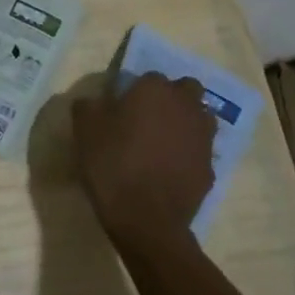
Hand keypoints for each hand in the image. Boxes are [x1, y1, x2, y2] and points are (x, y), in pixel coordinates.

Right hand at [71, 74, 217, 251]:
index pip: (149, 77)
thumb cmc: (112, 164)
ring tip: (161, 141)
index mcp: (155, 90)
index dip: (135, 90)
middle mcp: (185, 106)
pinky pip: (199, 149)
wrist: (145, 218)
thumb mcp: (84, 129)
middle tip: (147, 117)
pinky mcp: (210, 166)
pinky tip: (169, 168)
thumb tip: (95, 100)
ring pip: (199, 117)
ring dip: (185, 121)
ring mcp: (203, 137)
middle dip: (171, 97)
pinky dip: (188, 152)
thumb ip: (89, 105)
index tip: (121, 107)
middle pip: (186, 89)